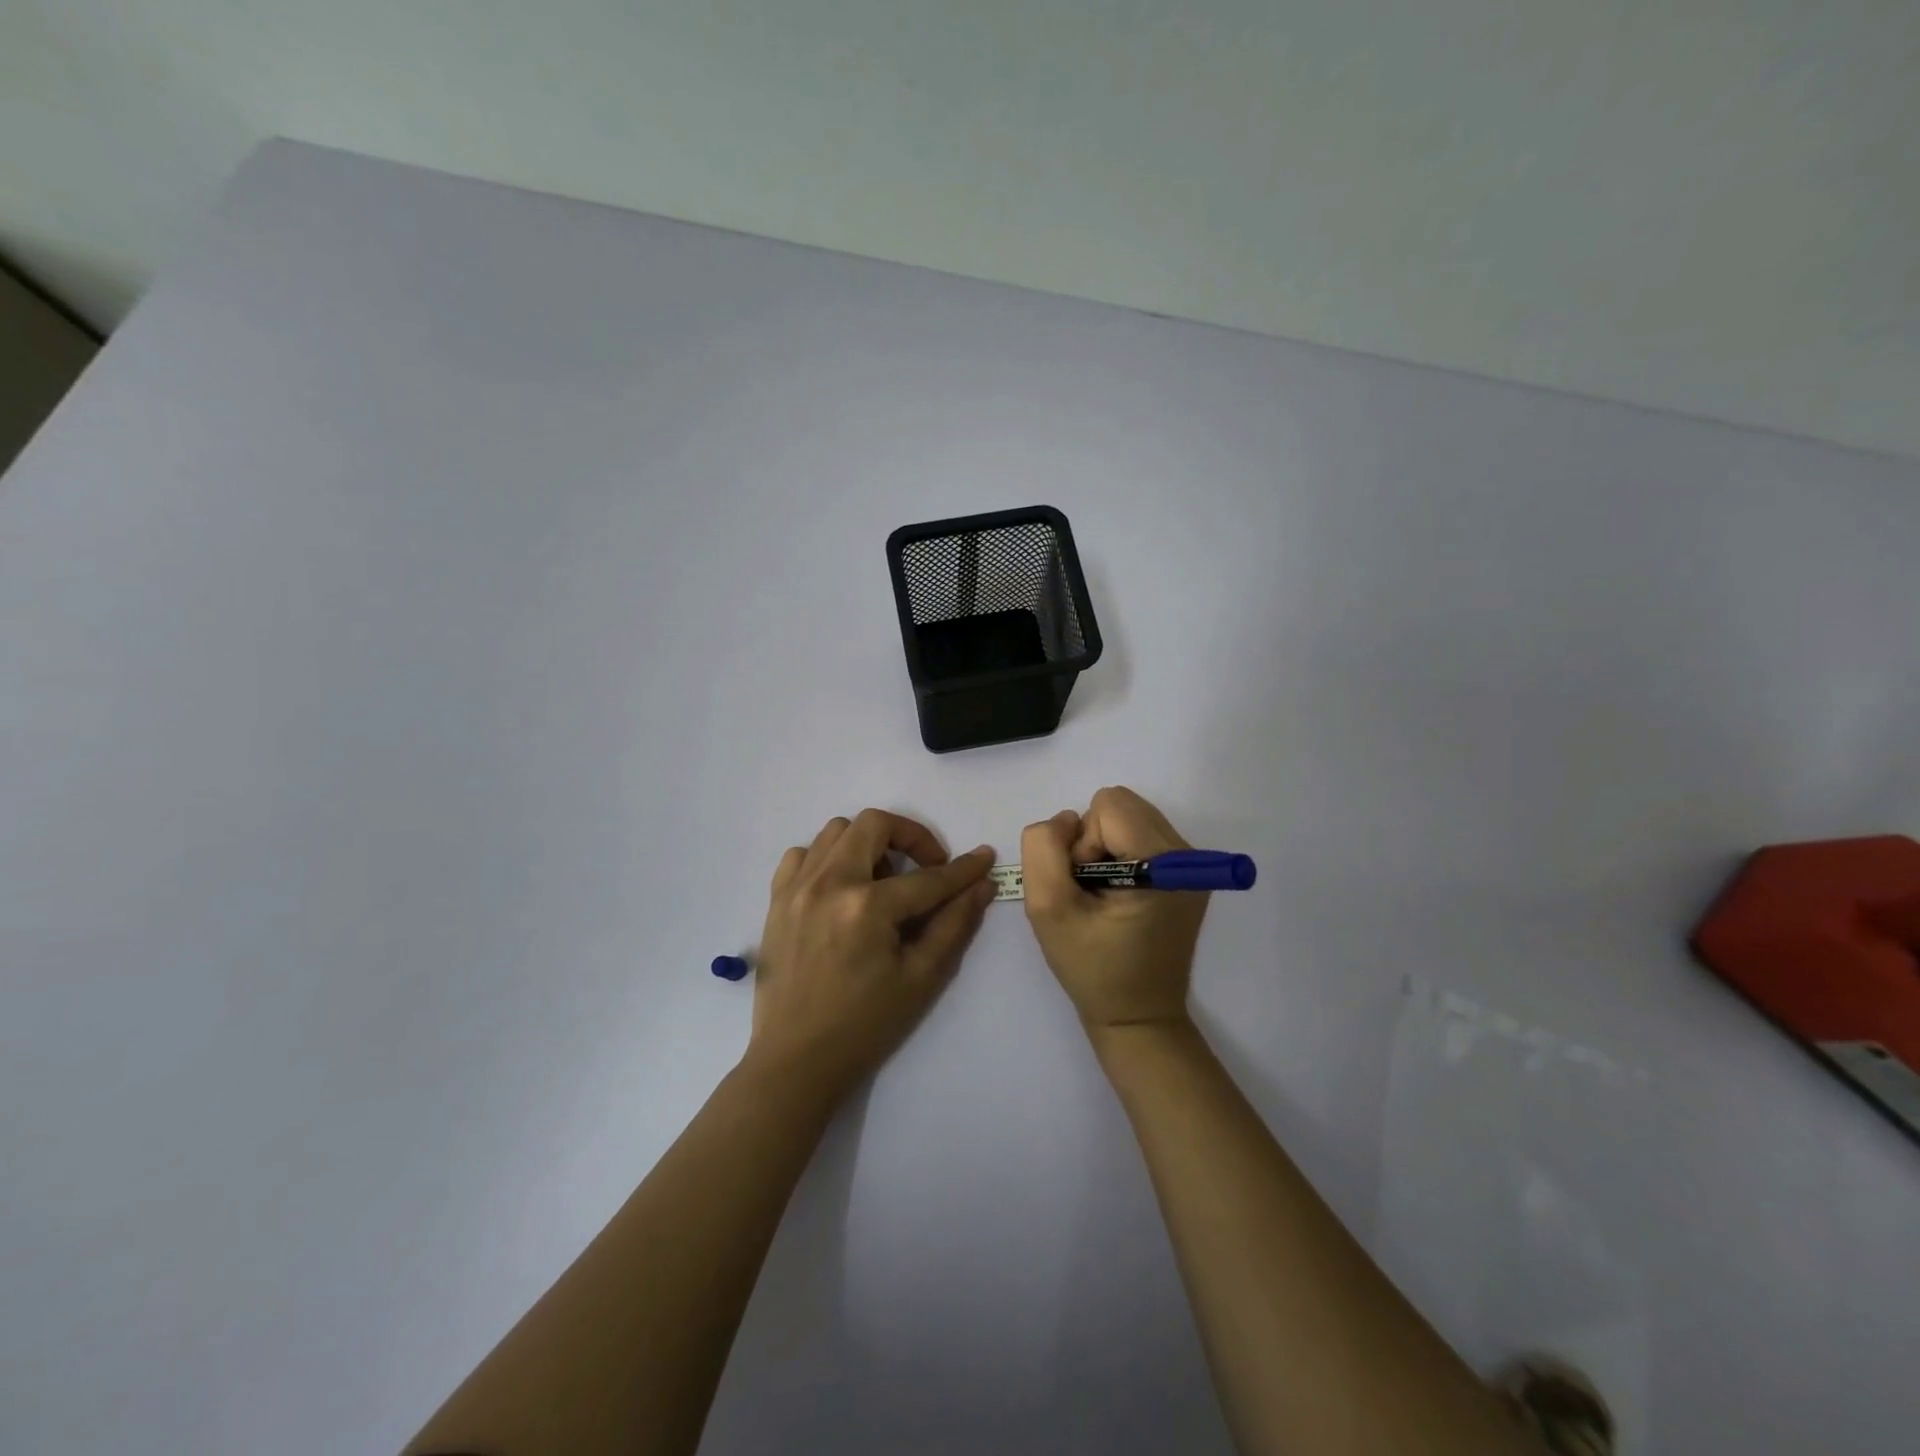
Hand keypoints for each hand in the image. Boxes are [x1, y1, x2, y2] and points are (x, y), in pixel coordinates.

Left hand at [747, 809, 995, 1101]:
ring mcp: (796, 888)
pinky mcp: (776, 900)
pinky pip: (802, 854)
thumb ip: (954, 924)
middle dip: (911, 837)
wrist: (796, 1061)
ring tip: (882, 879)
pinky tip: (842, 886)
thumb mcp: (921, 978)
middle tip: (928, 866)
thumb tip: (981, 884)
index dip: (962, 869)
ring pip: (836, 831)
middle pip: (874, 825)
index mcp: (867, 906)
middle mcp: (828, 883)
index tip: (984, 857)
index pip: (927, 877)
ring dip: (868, 843)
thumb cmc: (865, 1026)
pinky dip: (827, 857)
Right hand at [1020, 786, 1208, 1041]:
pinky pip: (1140, 833)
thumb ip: (1044, 849)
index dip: (1082, 843)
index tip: (1084, 887)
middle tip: (1091, 890)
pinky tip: (1117, 895)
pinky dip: (1119, 854)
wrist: (1138, 1016)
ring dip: (1104, 847)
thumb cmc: (1092, 969)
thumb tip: (1066, 821)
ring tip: (1103, 894)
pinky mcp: (1187, 872)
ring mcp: (1191, 863)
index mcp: (1163, 864)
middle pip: (1121, 805)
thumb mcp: (1048, 909)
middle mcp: (1187, 854)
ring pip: (1129, 816)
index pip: (1109, 807)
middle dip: (1093, 840)